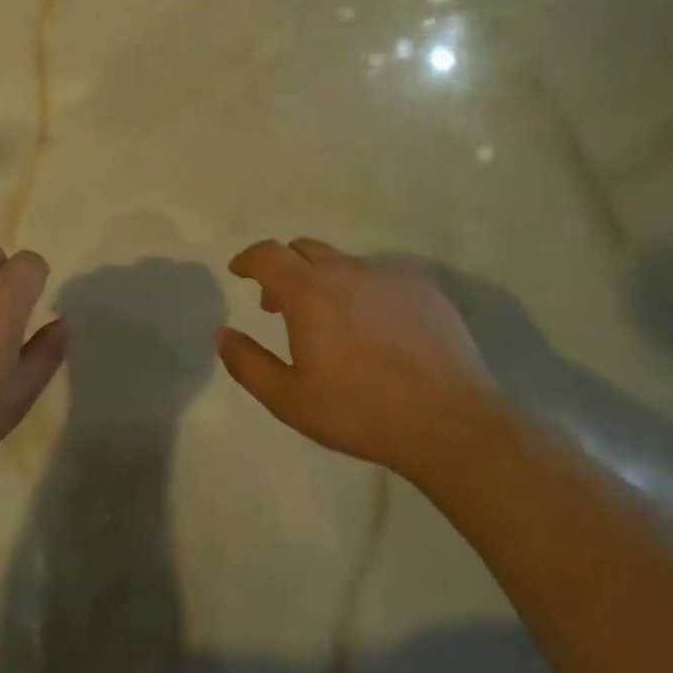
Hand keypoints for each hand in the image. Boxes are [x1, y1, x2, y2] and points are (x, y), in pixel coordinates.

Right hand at [216, 238, 501, 477]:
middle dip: (283, 270)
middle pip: (304, 249)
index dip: (248, 259)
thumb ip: (246, 362)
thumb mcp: (288, 398)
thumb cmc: (359, 412)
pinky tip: (375, 327)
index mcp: (309, 292)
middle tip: (278, 306)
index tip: (239, 272)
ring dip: (323, 280)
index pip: (268, 254)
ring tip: (330, 320)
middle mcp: (348, 270)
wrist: (450, 423)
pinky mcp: (424, 288)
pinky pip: (381, 275)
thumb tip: (222, 333)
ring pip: (344, 263)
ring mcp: (390, 275)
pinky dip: (363, 290)